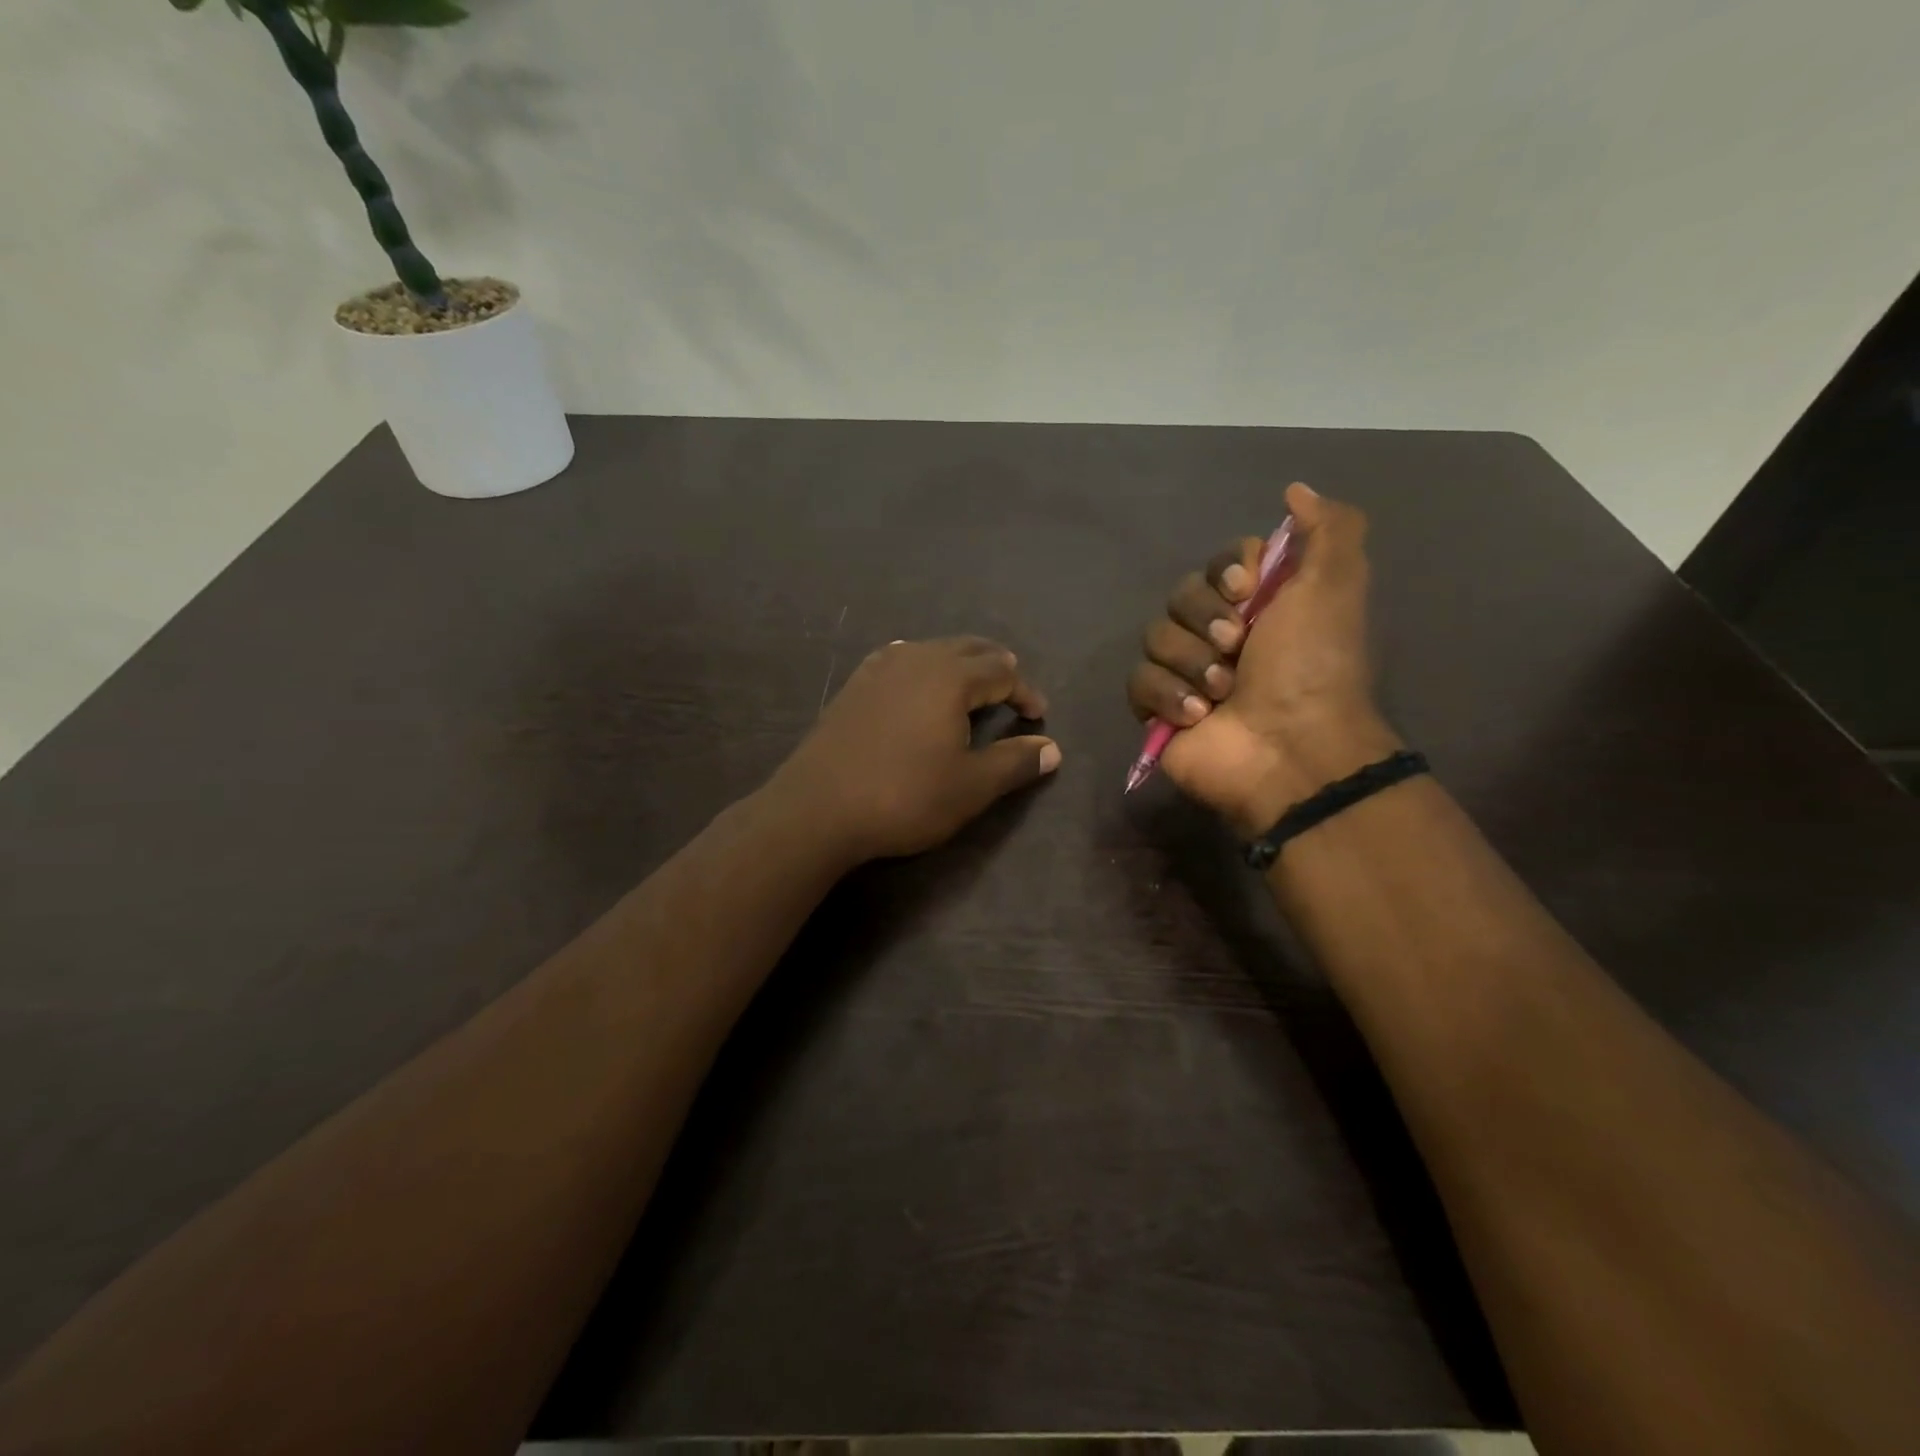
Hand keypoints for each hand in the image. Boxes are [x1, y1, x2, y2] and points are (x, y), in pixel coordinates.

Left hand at [773, 637, 1061, 860]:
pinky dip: (921, 667)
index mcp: (950, 677)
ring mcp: (879, 669)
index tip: (1037, 717)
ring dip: (959, 664)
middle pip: (968, 648)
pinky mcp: (854, 686)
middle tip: (1011, 692)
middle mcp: (916, 659)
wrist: (818, 808)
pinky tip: (915, 685)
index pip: (1003, 671)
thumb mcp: (971, 786)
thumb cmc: (904, 796)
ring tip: (970, 687)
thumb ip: (1015, 762)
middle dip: (996, 667)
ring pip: (931, 650)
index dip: (1025, 692)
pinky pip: (899, 660)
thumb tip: (1054, 749)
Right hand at [1126, 482, 1399, 833]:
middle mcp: (1221, 634)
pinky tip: (1198, 716)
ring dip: (1191, 663)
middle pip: (1180, 596)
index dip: (1225, 573)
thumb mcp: (1336, 585)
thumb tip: (1295, 491)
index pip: (1219, 564)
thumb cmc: (1313, 666)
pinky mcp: (1159, 710)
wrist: (1289, 747)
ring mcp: (1187, 673)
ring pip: (1154, 638)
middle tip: (1237, 647)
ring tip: (1222, 693)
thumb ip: (1328, 529)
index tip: (1246, 590)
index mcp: (1260, 606)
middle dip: (1205, 619)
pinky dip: (1168, 696)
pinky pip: (1138, 682)